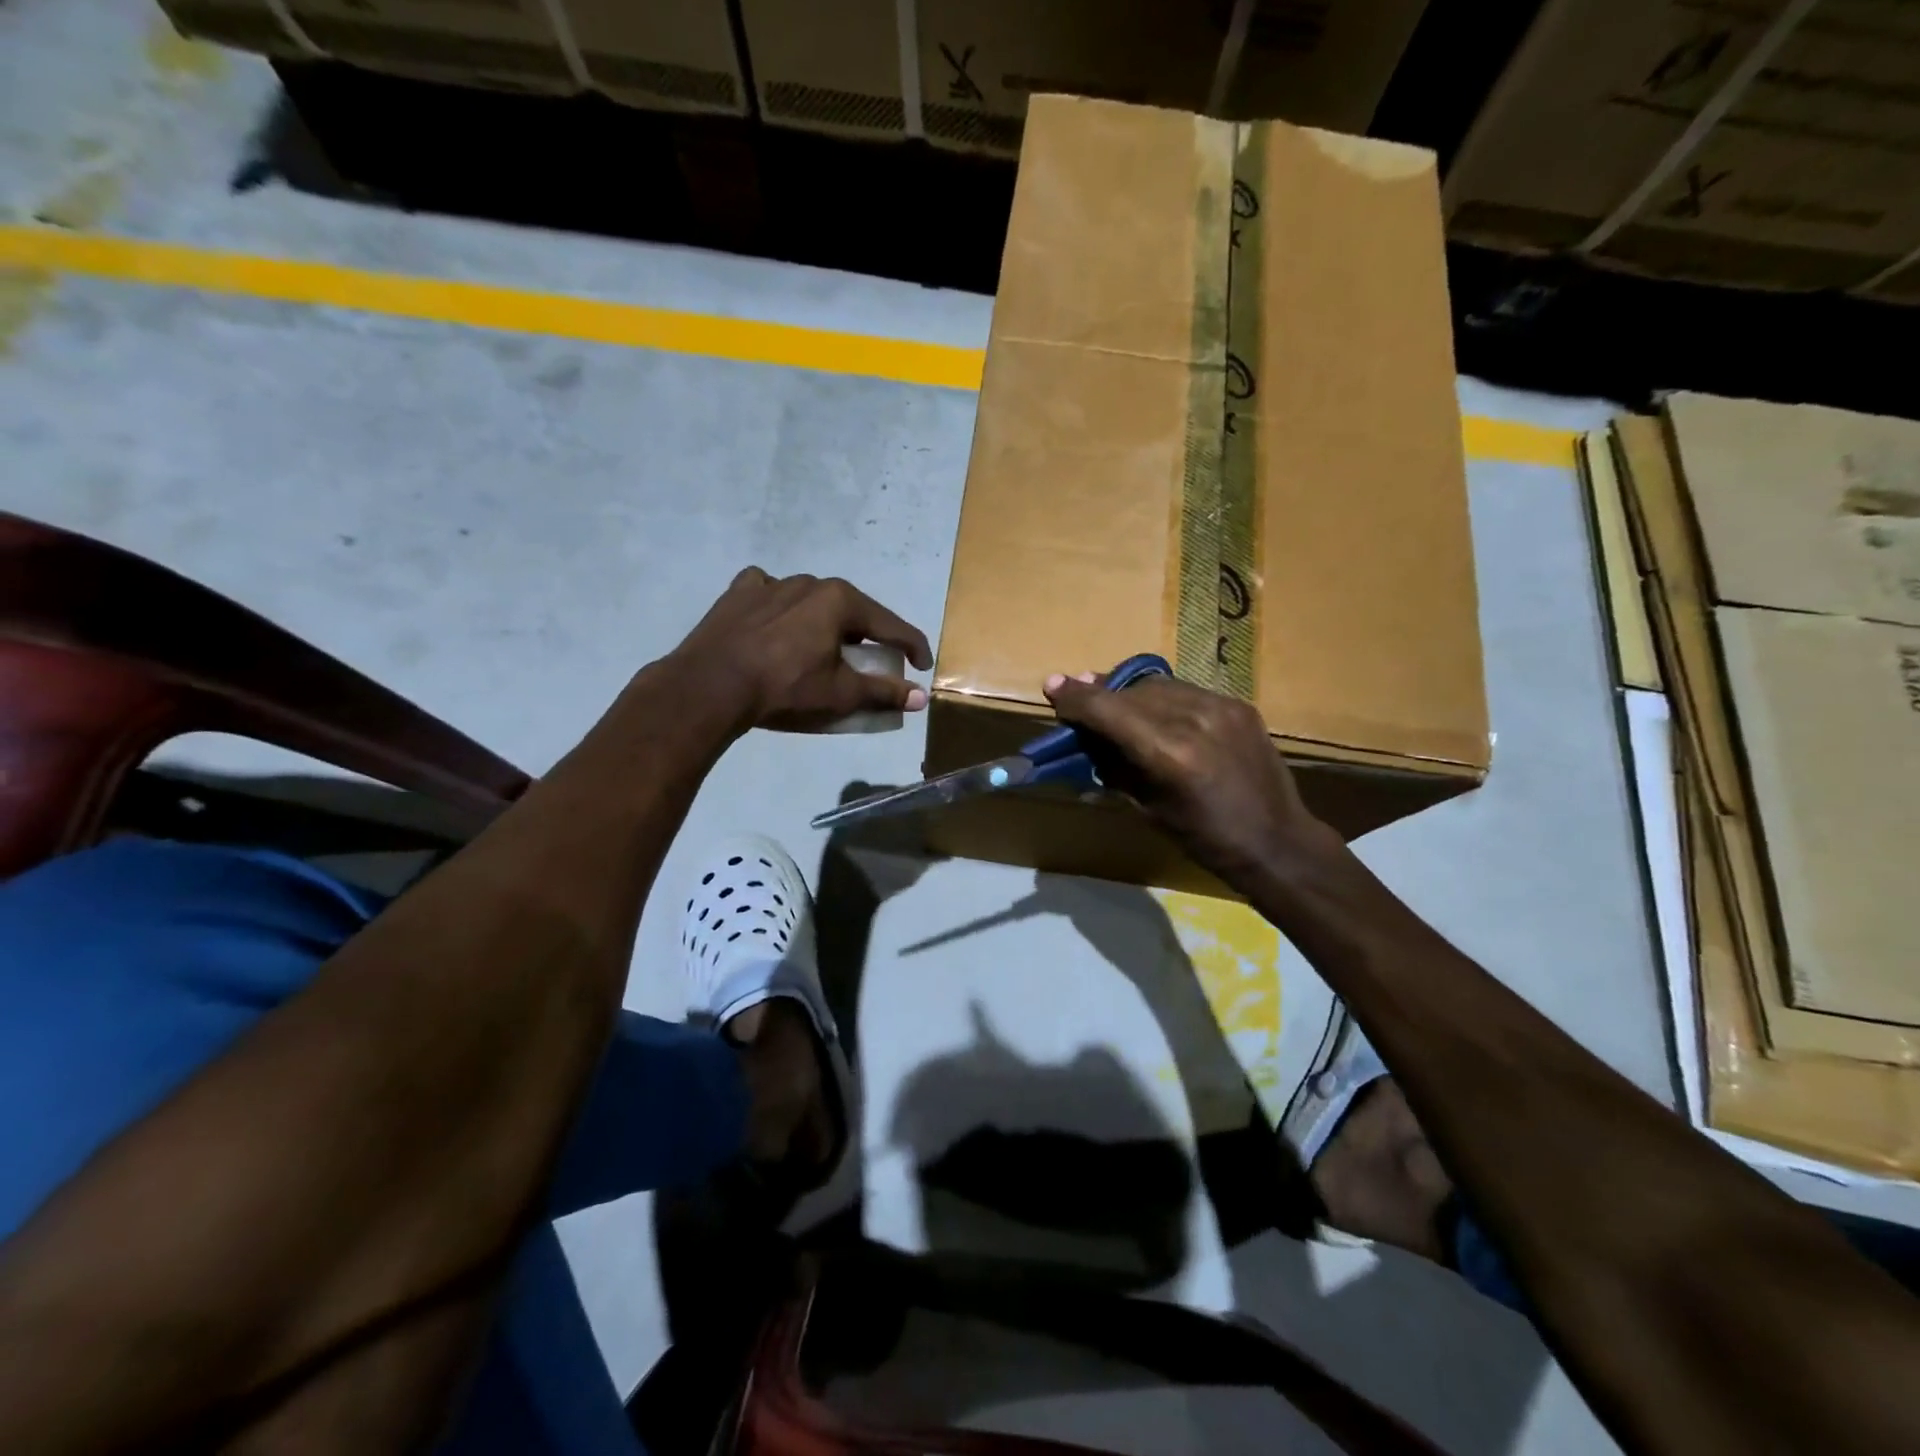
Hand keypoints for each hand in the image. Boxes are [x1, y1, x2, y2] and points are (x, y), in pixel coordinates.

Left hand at [669, 568, 932, 731]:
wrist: (710, 686)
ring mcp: (771, 583)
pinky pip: (769, 594)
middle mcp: (809, 582)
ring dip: (823, 622)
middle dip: (865, 635)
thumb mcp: (841, 694)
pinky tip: (776, 624)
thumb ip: (884, 692)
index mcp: (840, 601)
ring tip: (820, 648)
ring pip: (810, 600)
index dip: (912, 647)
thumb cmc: (785, 689)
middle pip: (850, 610)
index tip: (923, 666)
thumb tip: (922, 697)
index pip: (890, 625)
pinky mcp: (738, 593)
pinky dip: (780, 607)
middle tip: (870, 661)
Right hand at [1043, 671, 1338, 888]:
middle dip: (1100, 695)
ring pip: (1158, 686)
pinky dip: (1163, 701)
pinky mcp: (1239, 705)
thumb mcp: (1149, 809)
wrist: (1277, 842)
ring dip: (1130, 696)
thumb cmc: (1204, 839)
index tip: (1052, 686)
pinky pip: (1187, 692)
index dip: (1075, 697)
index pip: (1108, 710)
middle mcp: (1194, 719)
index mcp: (1168, 753)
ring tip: (1116, 708)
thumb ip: (1117, 768)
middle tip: (1079, 701)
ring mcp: (1221, 707)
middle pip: (1130, 692)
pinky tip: (1158, 716)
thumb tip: (1088, 742)